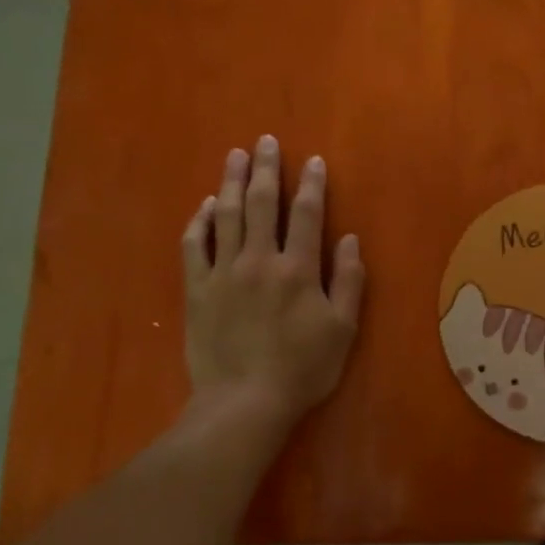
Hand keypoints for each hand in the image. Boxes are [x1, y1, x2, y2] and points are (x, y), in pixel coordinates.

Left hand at [182, 136, 364, 425]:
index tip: (313, 161)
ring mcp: (223, 273)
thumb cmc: (303, 369)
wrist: (244, 403)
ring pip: (227, 216)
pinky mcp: (197, 289)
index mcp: (299, 269)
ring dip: (232, 182)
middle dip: (267, 169)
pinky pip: (195, 245)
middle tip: (266, 141)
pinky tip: (206, 205)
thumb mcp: (343, 329)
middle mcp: (259, 260)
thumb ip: (348, 281)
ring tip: (235, 156)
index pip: (308, 214)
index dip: (312, 184)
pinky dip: (201, 221)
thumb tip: (349, 238)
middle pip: (263, 203)